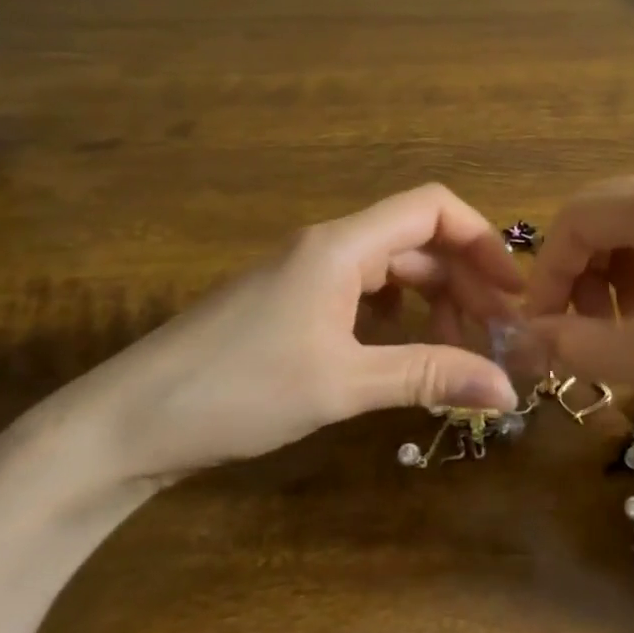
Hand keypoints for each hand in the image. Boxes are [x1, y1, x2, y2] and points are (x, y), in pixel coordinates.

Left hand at [48, 184, 524, 483]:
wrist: (121, 425)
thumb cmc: (237, 391)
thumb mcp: (344, 384)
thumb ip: (430, 377)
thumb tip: (508, 389)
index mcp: (342, 247)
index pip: (431, 207)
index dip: (481, 239)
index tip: (512, 290)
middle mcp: (328, 248)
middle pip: (418, 242)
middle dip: (464, 281)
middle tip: (496, 334)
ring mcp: (306, 276)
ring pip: (392, 271)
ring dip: (433, 302)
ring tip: (459, 351)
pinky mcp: (291, 305)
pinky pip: (364, 296)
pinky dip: (398, 319)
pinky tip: (405, 353)